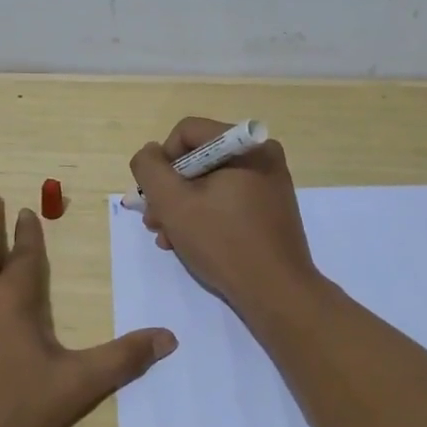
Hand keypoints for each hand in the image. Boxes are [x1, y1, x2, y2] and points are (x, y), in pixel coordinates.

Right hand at [129, 118, 320, 312]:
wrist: (277, 293)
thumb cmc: (224, 242)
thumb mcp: (173, 203)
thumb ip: (150, 169)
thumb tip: (150, 152)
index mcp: (246, 145)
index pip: (187, 132)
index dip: (162, 161)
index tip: (155, 196)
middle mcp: (261, 155)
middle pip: (198, 159)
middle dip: (170, 190)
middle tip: (154, 221)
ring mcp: (269, 183)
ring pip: (210, 182)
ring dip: (182, 207)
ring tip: (167, 238)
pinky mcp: (270, 208)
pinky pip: (227, 199)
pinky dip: (205, 215)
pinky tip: (188, 242)